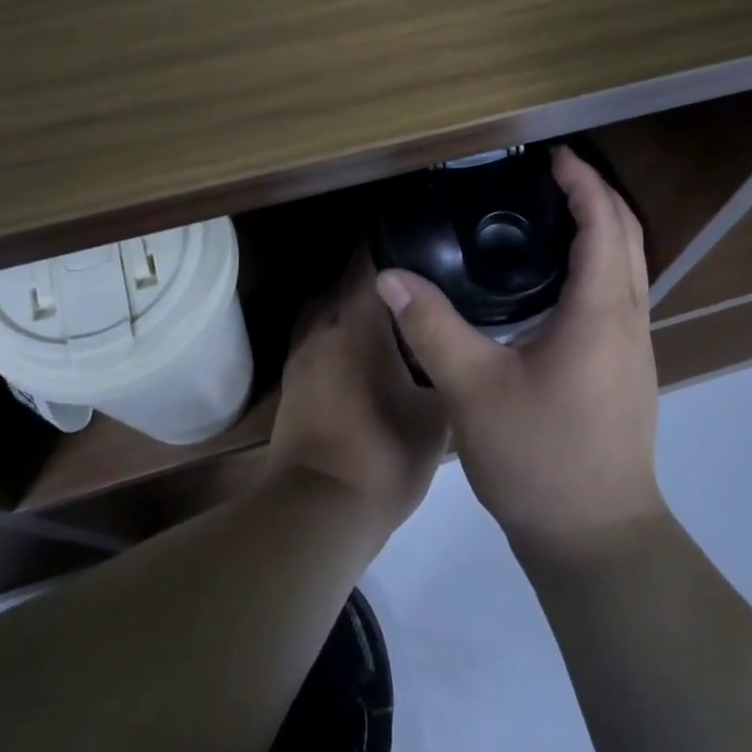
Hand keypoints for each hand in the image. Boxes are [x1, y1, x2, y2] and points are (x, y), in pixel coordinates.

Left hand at [266, 251, 449, 538]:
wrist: (317, 513)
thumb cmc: (383, 457)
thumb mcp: (437, 418)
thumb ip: (448, 375)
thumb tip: (459, 353)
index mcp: (358, 327)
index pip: (368, 265)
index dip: (389, 245)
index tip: (414, 238)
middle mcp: (323, 330)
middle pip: (343, 286)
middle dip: (373, 281)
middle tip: (410, 285)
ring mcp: (301, 358)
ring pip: (326, 315)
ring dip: (350, 311)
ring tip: (387, 322)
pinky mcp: (292, 386)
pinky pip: (317, 344)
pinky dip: (338, 340)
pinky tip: (363, 360)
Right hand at [374, 147, 666, 559]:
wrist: (596, 538)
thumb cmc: (540, 459)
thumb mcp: (474, 391)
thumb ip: (432, 329)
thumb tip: (391, 278)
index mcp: (601, 313)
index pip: (604, 225)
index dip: (583, 182)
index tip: (552, 155)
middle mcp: (629, 320)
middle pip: (628, 235)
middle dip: (597, 194)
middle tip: (552, 173)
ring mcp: (635, 347)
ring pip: (631, 266)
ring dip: (603, 227)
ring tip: (554, 212)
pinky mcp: (628, 369)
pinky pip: (622, 292)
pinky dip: (599, 261)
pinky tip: (557, 279)